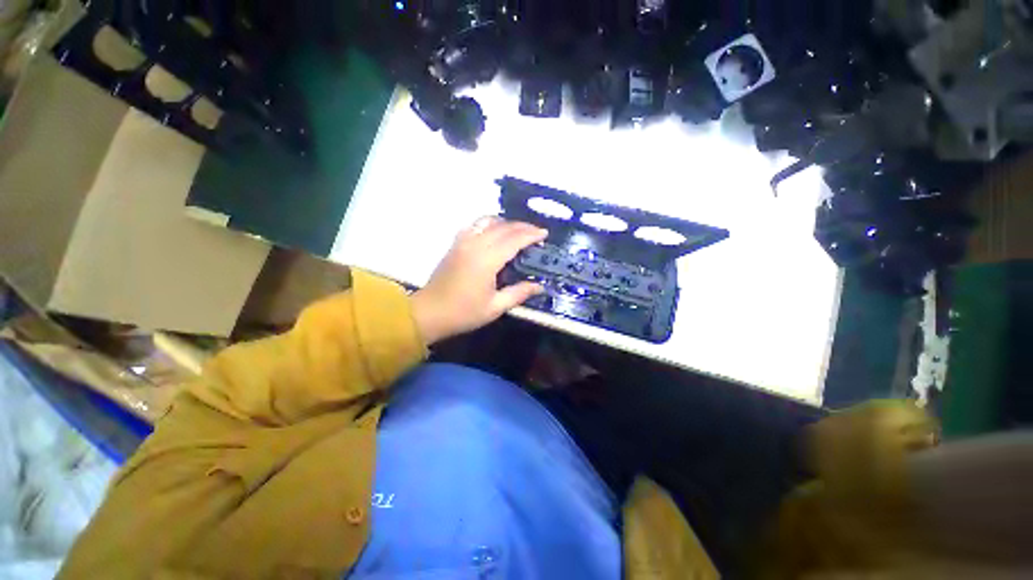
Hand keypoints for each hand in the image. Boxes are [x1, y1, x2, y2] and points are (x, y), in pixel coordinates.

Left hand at [411, 217, 547, 344]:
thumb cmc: (463, 313)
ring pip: (487, 222)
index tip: (544, 233)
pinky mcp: (455, 244)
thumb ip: (518, 293)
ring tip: (518, 230)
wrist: (429, 312)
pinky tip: (494, 231)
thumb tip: (539, 286)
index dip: (531, 235)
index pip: (513, 240)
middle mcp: (475, 245)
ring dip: (506, 223)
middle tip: (536, 232)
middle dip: (522, 227)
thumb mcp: (495, 307)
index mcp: (486, 260)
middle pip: (503, 227)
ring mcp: (462, 242)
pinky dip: (488, 223)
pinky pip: (474, 225)